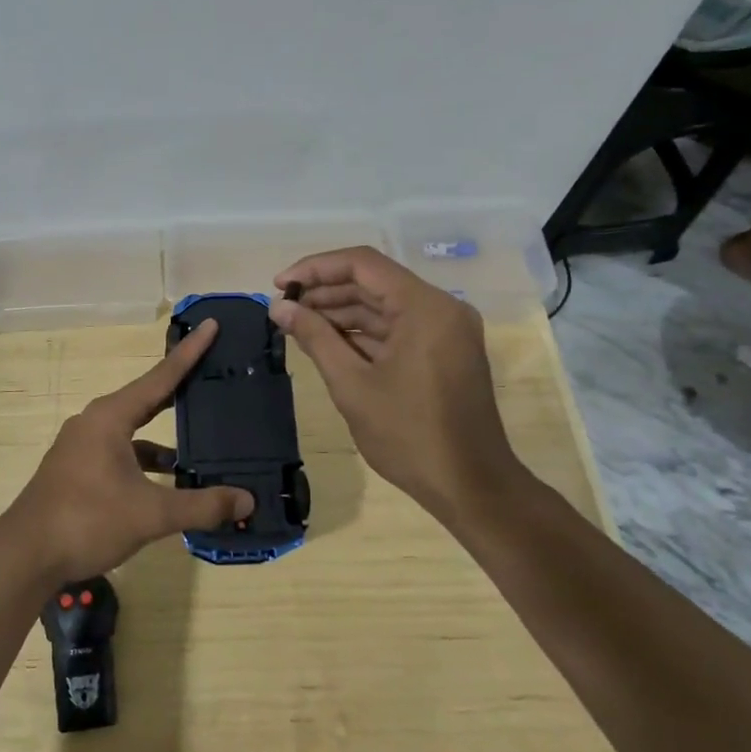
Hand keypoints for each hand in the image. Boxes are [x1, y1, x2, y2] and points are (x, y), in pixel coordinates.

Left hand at [0, 321, 253, 584]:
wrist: (25, 555)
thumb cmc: (87, 520)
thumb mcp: (150, 514)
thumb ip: (201, 505)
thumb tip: (247, 502)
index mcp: (110, 417)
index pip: (160, 377)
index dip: (189, 353)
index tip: (211, 325)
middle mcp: (95, 422)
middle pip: (147, 399)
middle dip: (179, 390)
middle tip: (213, 374)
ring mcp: (82, 446)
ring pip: (134, 432)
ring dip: (164, 438)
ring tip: (202, 445)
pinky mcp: (78, 470)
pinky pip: (121, 453)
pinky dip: (146, 462)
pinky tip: (168, 484)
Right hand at [270, 246, 524, 513]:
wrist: (471, 487)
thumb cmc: (409, 436)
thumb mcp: (352, 384)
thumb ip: (315, 337)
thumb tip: (279, 307)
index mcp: (424, 307)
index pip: (362, 264)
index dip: (316, 269)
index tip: (280, 285)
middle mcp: (440, 308)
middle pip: (374, 282)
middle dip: (325, 292)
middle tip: (283, 309)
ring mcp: (445, 330)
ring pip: (384, 306)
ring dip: (341, 313)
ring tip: (297, 326)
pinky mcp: (444, 351)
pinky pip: (397, 328)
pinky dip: (362, 333)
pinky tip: (327, 343)